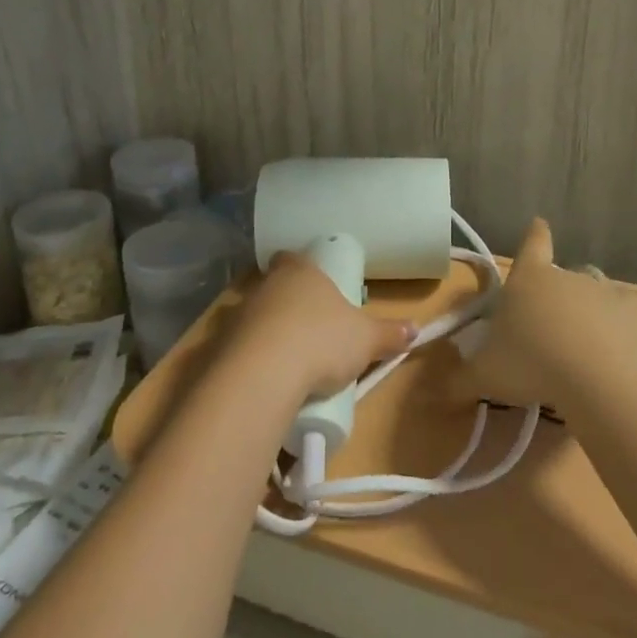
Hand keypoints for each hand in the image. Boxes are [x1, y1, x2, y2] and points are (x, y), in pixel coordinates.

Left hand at [222, 253, 412, 402]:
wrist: (264, 373)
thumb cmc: (322, 340)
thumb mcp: (366, 339)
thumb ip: (390, 333)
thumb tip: (415, 329)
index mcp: (300, 272)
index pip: (293, 258)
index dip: (303, 269)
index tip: (315, 286)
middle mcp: (265, 286)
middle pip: (275, 287)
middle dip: (289, 305)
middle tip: (311, 329)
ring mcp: (239, 314)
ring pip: (256, 317)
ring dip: (269, 333)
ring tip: (290, 360)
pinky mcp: (220, 346)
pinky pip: (240, 348)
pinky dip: (252, 359)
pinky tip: (268, 379)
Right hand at [466, 219, 636, 413]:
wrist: (602, 376)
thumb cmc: (532, 362)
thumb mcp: (485, 377)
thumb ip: (459, 382)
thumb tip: (435, 393)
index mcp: (530, 279)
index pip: (532, 245)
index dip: (534, 235)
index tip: (539, 223)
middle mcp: (569, 278)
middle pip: (564, 275)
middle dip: (556, 295)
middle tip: (548, 328)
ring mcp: (607, 295)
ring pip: (596, 296)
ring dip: (589, 315)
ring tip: (581, 348)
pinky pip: (624, 323)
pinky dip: (618, 337)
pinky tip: (612, 364)